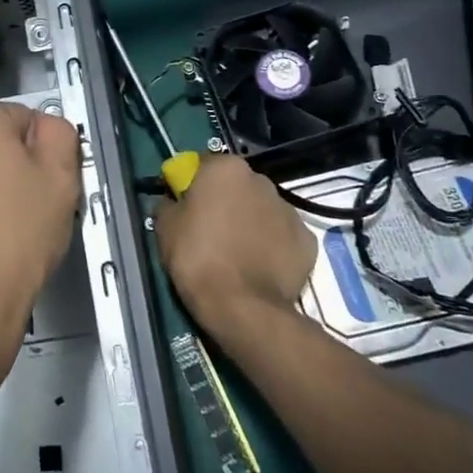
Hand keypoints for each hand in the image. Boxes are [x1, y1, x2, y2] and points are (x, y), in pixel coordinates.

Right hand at [155, 153, 316, 335]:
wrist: (243, 307)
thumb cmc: (198, 258)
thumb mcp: (165, 227)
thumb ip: (168, 203)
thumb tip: (173, 201)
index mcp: (226, 169)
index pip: (203, 165)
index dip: (191, 184)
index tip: (184, 206)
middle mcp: (261, 180)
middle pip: (236, 185)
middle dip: (224, 201)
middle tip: (209, 230)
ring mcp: (288, 210)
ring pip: (261, 210)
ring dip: (249, 222)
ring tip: (236, 254)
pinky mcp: (307, 241)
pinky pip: (282, 237)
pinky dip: (271, 246)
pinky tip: (258, 267)